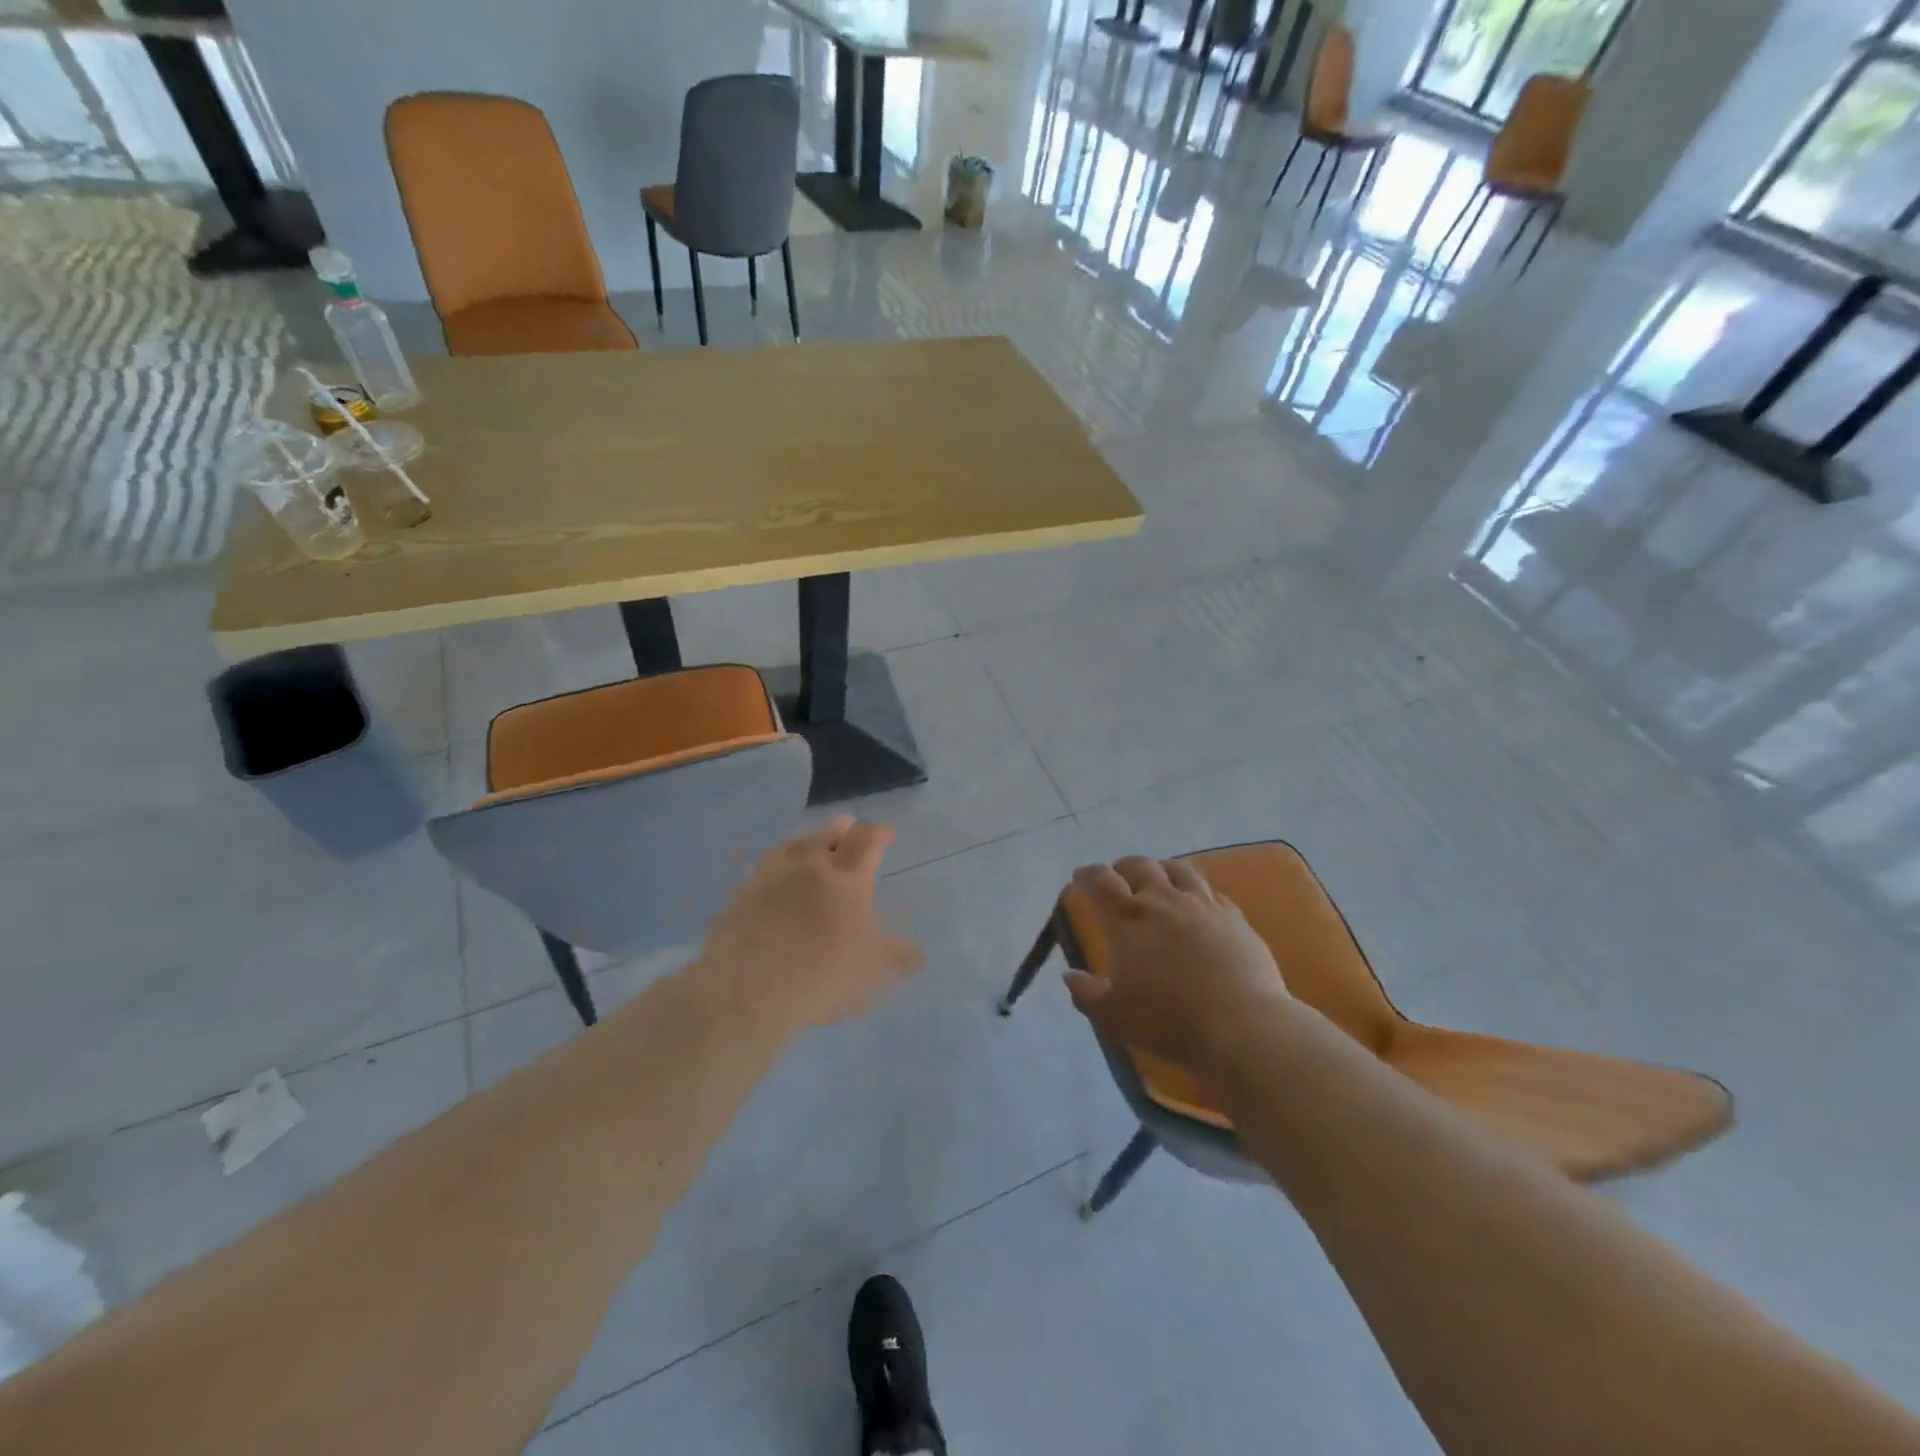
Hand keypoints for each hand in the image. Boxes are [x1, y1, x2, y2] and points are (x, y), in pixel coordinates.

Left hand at [695, 816, 922, 1033]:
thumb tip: (917, 951)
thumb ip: (898, 957)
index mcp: (847, 876)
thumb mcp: (873, 971)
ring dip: (808, 842)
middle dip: (842, 830)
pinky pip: (763, 869)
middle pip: (828, 833)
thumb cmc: (821, 974)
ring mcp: (771, 875)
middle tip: (848, 831)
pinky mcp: (741, 893)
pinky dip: (777, 867)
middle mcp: (810, 864)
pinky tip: (776, 879)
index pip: (867, 839)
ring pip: (793, 844)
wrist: (746, 989)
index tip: (886, 835)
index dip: (878, 833)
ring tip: (812, 847)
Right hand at [1063, 856, 1288, 1069]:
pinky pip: (1212, 892)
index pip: (1101, 882)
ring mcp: (1202, 905)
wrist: (1241, 1025)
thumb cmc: (1168, 1020)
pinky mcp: (1234, 918)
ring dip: (1162, 868)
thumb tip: (1070, 975)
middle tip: (1117, 873)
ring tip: (1158, 875)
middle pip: (1140, 866)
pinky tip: (1200, 903)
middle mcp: (1163, 901)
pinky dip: (1198, 892)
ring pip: (1179, 870)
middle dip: (1123, 866)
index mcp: (1128, 920)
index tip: (1079, 876)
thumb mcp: (1114, 1016)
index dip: (1087, 874)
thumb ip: (1086, 994)